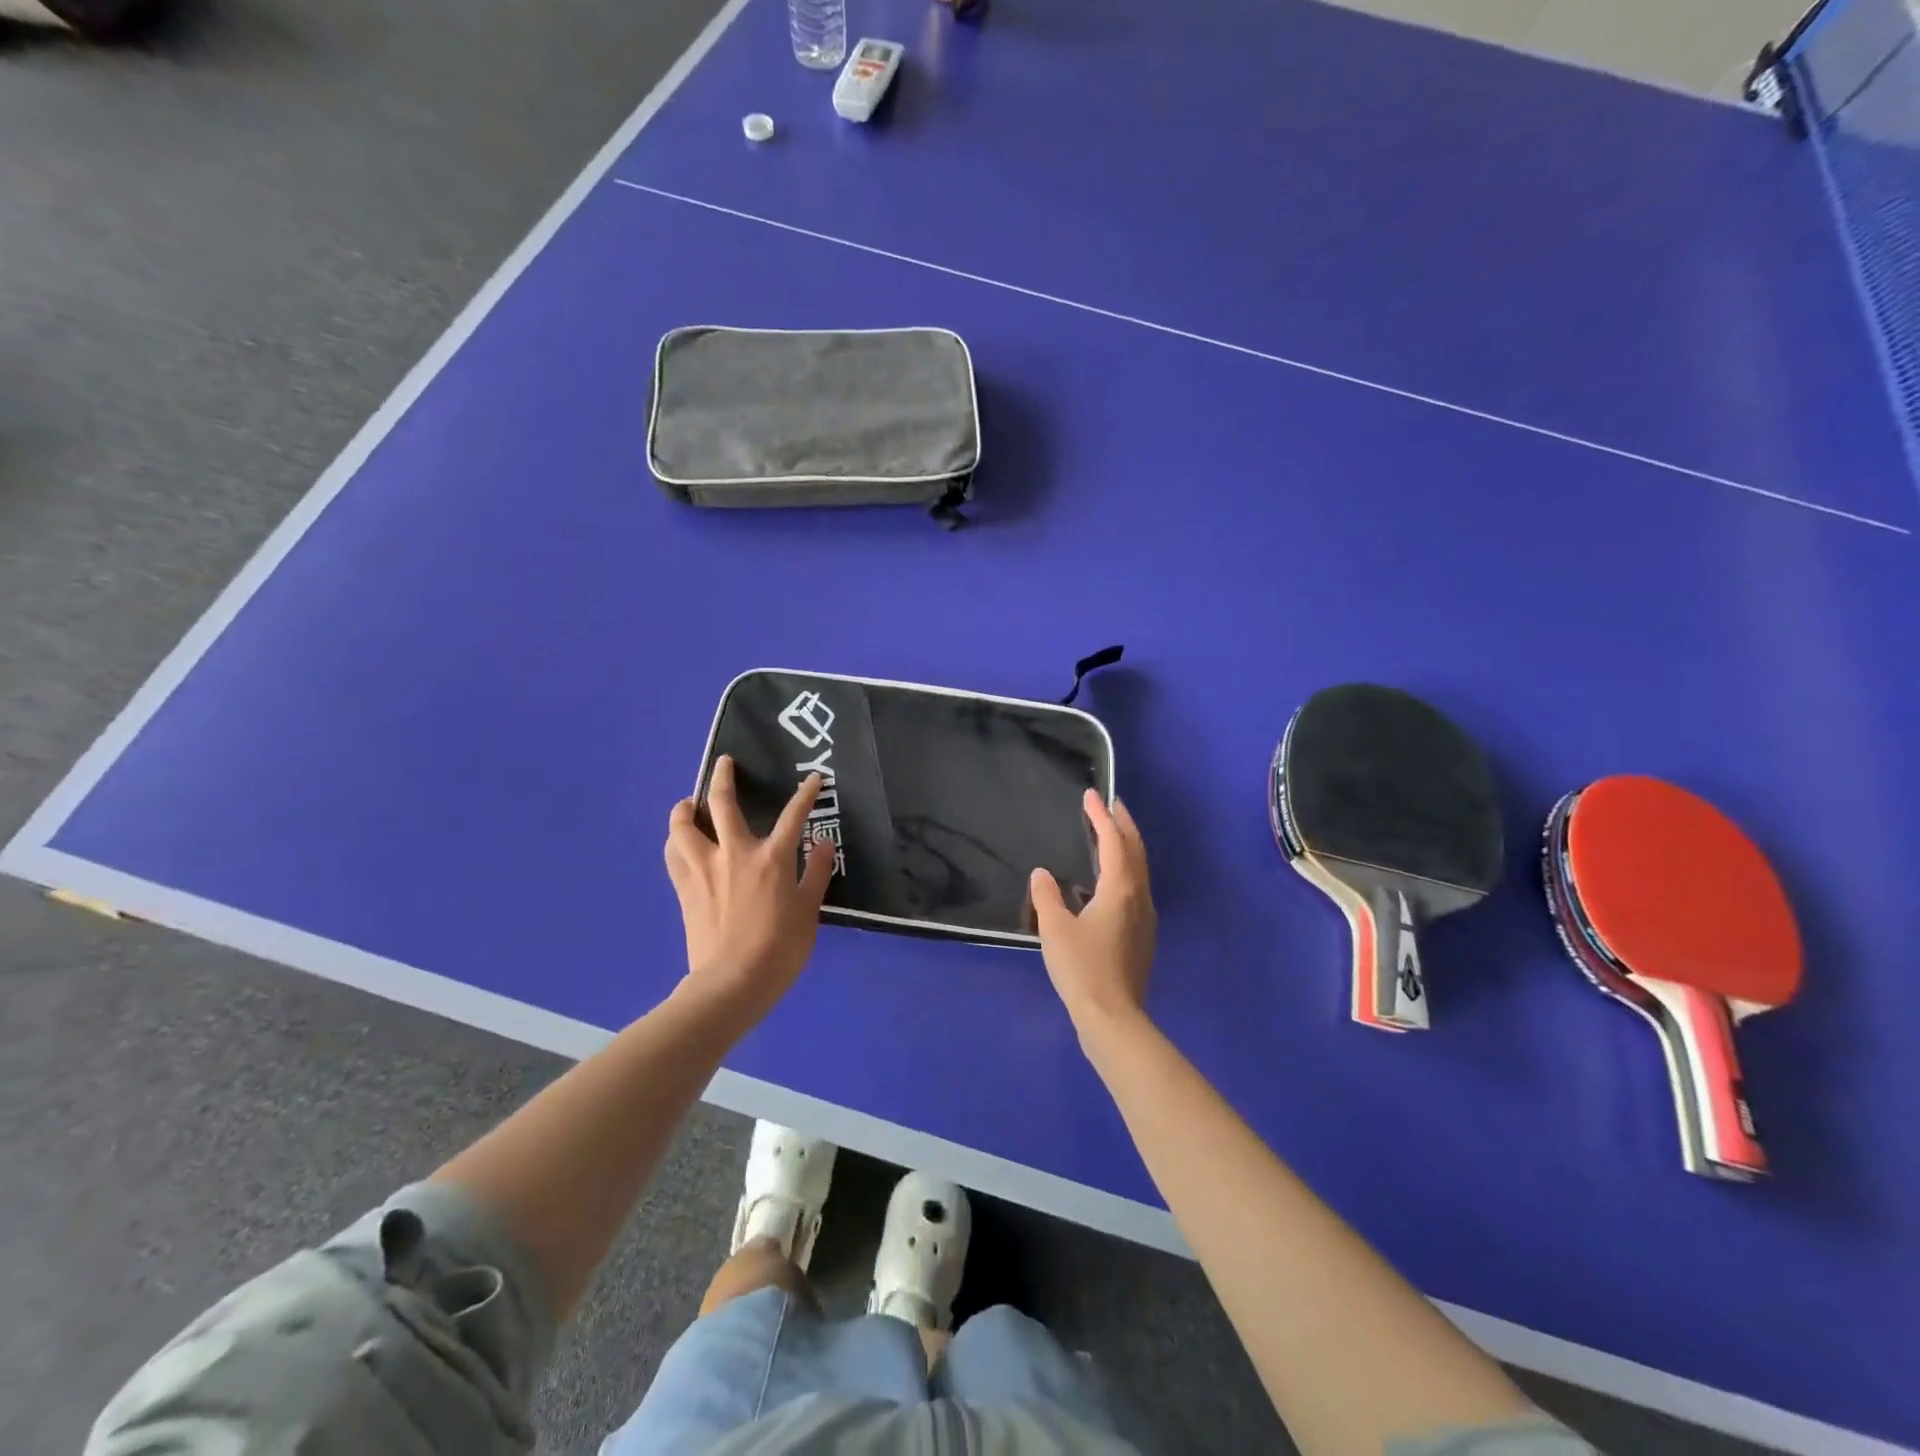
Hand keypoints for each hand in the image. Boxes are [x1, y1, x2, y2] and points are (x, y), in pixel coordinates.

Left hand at [665, 755, 836, 1023]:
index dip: (805, 795)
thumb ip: (817, 872)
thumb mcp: (809, 910)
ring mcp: (704, 869)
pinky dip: (675, 842)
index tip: (814, 779)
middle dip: (723, 778)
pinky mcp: (684, 888)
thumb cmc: (780, 948)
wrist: (732, 982)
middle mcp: (734, 853)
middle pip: (722, 804)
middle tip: (724, 763)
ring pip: (683, 826)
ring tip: (688, 804)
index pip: (793, 816)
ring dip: (685, 809)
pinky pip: (673, 855)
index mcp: (771, 858)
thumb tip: (823, 842)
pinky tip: (680, 843)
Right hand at [1030, 791, 1155, 1031]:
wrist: (1113, 1017)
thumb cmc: (1082, 968)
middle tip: (1112, 805)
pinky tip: (1109, 882)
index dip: (1101, 816)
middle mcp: (1138, 897)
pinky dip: (1125, 870)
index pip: (1113, 841)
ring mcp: (1144, 918)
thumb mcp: (1055, 929)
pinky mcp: (1142, 936)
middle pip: (1136, 851)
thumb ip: (1047, 896)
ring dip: (1127, 847)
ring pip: (1139, 871)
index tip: (1092, 795)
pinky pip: (1136, 888)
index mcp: (1120, 889)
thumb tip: (1042, 874)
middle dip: (1124, 825)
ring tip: (1111, 835)